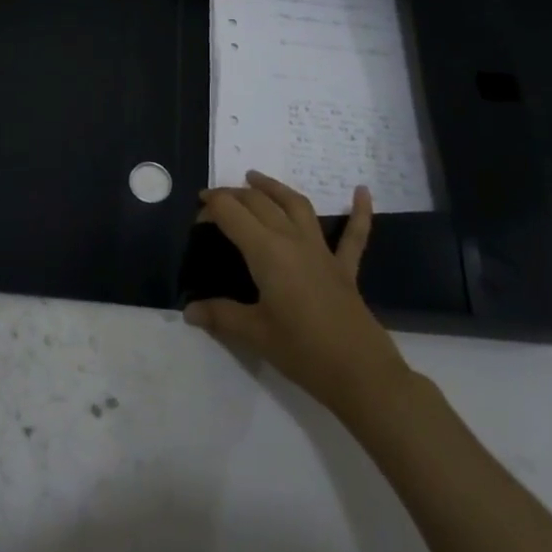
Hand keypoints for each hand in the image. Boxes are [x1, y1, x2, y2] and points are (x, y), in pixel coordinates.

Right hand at [185, 172, 410, 416]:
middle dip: (234, 195)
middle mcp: (293, 240)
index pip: (232, 214)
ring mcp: (322, 251)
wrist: (360, 373)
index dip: (211, 209)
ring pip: (297, 205)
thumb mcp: (254, 334)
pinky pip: (353, 234)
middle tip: (215, 201)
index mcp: (267, 252)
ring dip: (274, 188)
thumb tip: (189, 310)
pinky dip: (358, 211)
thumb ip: (221, 316)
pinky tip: (361, 191)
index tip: (197, 219)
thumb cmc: (302, 351)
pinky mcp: (345, 267)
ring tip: (255, 178)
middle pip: (260, 203)